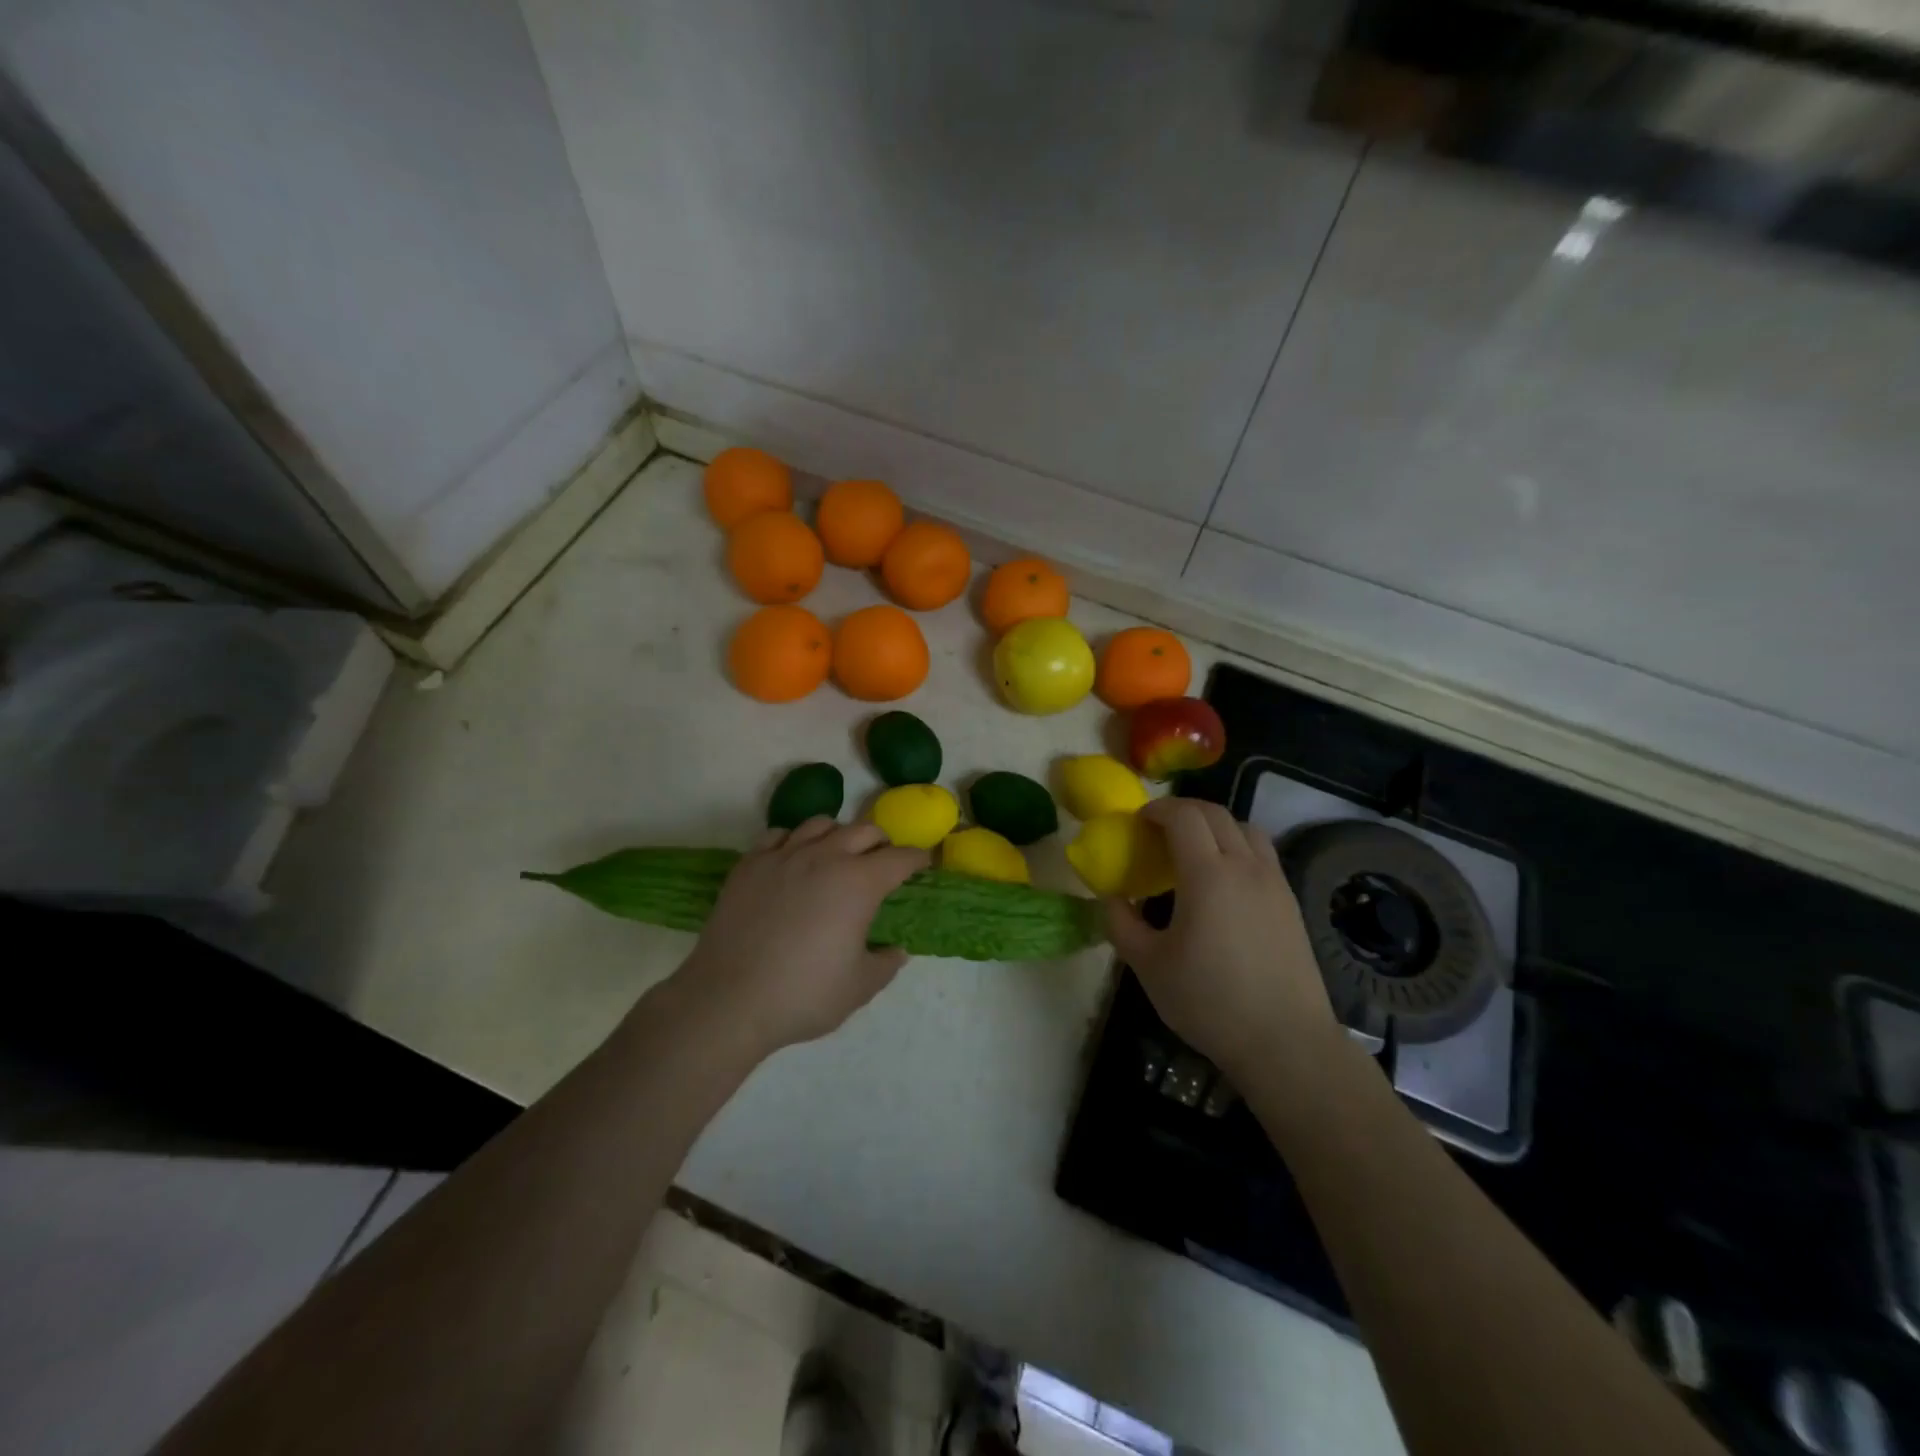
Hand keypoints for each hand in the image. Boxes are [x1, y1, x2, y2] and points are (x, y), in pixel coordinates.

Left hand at [673, 818, 928, 1058]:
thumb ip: (886, 963)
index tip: (923, 865)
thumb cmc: (803, 995)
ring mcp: (783, 856)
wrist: (728, 1000)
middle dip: (882, 843)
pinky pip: (778, 834)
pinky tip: (793, 861)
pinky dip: (794, 840)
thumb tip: (895, 950)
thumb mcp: (860, 987)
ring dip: (839, 835)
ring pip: (821, 823)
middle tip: (883, 863)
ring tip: (837, 856)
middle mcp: (825, 856)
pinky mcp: (750, 864)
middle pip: (864, 830)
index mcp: (859, 883)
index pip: (900, 858)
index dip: (918, 859)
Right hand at [1106, 799, 1335, 1081]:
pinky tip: (1223, 880)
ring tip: (1193, 849)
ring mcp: (1274, 882)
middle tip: (1158, 829)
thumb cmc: (1209, 1001)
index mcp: (1207, 875)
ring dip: (1215, 825)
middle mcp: (1245, 867)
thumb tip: (1112, 898)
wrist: (1285, 1041)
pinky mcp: (1291, 902)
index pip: (1184, 816)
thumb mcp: (1148, 966)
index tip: (1138, 820)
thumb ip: (1122, 924)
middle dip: (1183, 811)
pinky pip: (1262, 853)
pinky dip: (1237, 846)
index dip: (1157, 809)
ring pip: (1245, 828)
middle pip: (1216, 814)